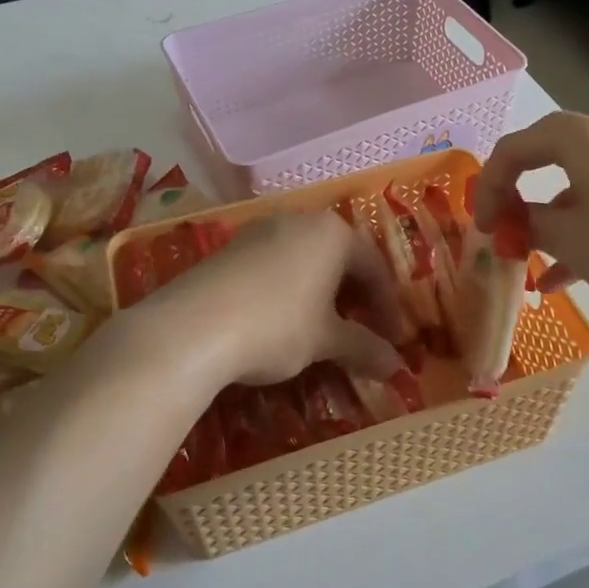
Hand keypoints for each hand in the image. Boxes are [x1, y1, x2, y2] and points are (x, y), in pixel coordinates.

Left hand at [131, 211, 406, 388]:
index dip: (387, 307)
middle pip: (340, 258)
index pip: (374, 267)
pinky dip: (290, 290)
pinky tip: (281, 320)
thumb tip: (397, 368)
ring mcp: (261, 230)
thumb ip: (364, 348)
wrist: (190, 327)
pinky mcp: (230, 247)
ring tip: (323, 329)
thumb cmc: (277, 325)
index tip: (392, 341)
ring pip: (306, 259)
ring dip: (322, 294)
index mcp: (332, 233)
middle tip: (362, 333)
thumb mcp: (325, 340)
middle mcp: (299, 220)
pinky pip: (275, 265)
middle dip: (355, 298)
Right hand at [475, 112, 588, 310]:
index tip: (482, 227)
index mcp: (579, 138)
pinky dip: (581, 226)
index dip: (488, 186)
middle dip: (516, 192)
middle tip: (502, 224)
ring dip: (548, 216)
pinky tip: (568, 275)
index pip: (513, 148)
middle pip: (544, 155)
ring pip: (575, 182)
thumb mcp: (568, 238)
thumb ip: (529, 223)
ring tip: (533, 258)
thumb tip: (516, 221)